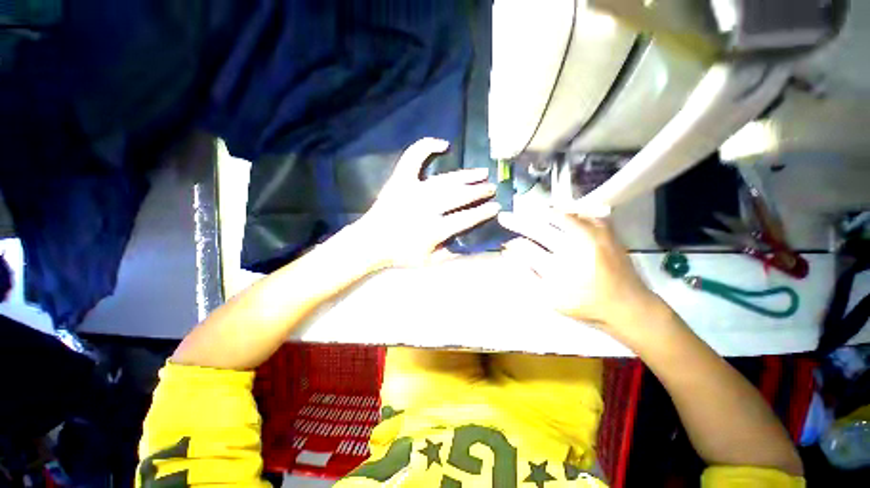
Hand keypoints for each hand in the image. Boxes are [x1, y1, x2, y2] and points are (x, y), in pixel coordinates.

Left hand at [354, 138, 499, 267]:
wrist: (370, 242)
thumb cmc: (400, 254)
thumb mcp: (428, 262)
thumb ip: (451, 253)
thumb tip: (471, 242)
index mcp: (433, 229)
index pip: (465, 219)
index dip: (483, 213)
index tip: (496, 207)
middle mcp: (426, 207)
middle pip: (459, 196)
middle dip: (479, 192)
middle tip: (491, 188)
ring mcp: (412, 190)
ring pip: (446, 180)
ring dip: (466, 176)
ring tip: (481, 173)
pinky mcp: (400, 180)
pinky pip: (413, 158)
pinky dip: (427, 147)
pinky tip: (443, 144)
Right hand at [498, 208, 662, 335]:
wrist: (628, 304)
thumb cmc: (585, 305)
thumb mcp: (549, 298)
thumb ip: (526, 275)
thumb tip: (508, 252)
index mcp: (560, 270)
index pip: (526, 248)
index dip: (512, 244)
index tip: (504, 242)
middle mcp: (575, 248)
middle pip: (538, 228)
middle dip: (517, 221)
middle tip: (504, 216)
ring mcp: (592, 236)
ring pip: (557, 215)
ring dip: (536, 213)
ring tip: (524, 211)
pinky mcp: (605, 230)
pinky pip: (578, 213)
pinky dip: (561, 212)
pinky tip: (552, 214)